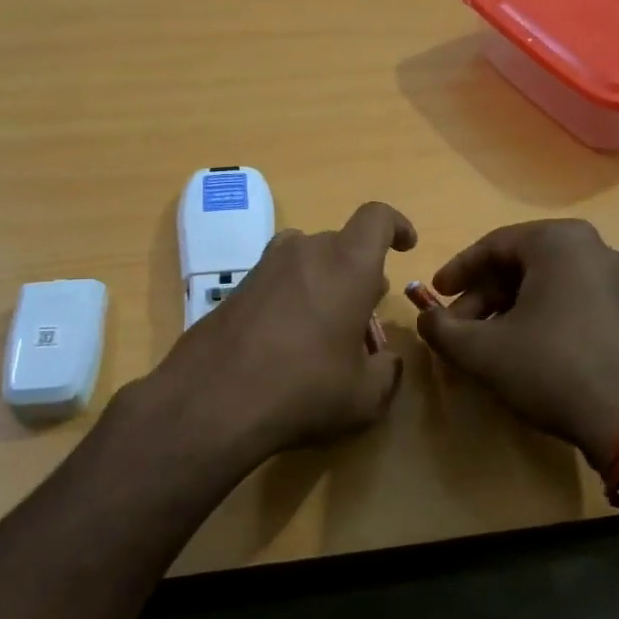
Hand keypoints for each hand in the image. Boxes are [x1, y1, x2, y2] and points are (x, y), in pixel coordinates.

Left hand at [140, 202, 416, 470]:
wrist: (212, 400)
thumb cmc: (303, 390)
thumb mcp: (365, 396)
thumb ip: (387, 371)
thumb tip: (386, 360)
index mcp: (347, 265)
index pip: (377, 218)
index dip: (396, 225)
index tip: (406, 246)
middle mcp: (305, 251)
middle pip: (342, 244)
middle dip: (360, 271)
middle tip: (364, 312)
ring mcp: (265, 266)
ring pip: (308, 259)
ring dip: (325, 281)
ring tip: (326, 325)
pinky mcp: (237, 286)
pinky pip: (279, 278)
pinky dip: (293, 295)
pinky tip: (287, 339)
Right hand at [414, 220, 618, 471]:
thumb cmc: (550, 368)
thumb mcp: (481, 350)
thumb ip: (441, 328)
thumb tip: (425, 319)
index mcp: (558, 241)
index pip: (492, 246)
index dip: (457, 272)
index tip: (434, 296)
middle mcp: (593, 247)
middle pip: (520, 264)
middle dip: (482, 296)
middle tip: (458, 327)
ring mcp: (618, 279)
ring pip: (546, 283)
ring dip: (508, 309)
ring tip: (486, 344)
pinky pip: (572, 299)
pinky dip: (540, 316)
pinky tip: (523, 350)